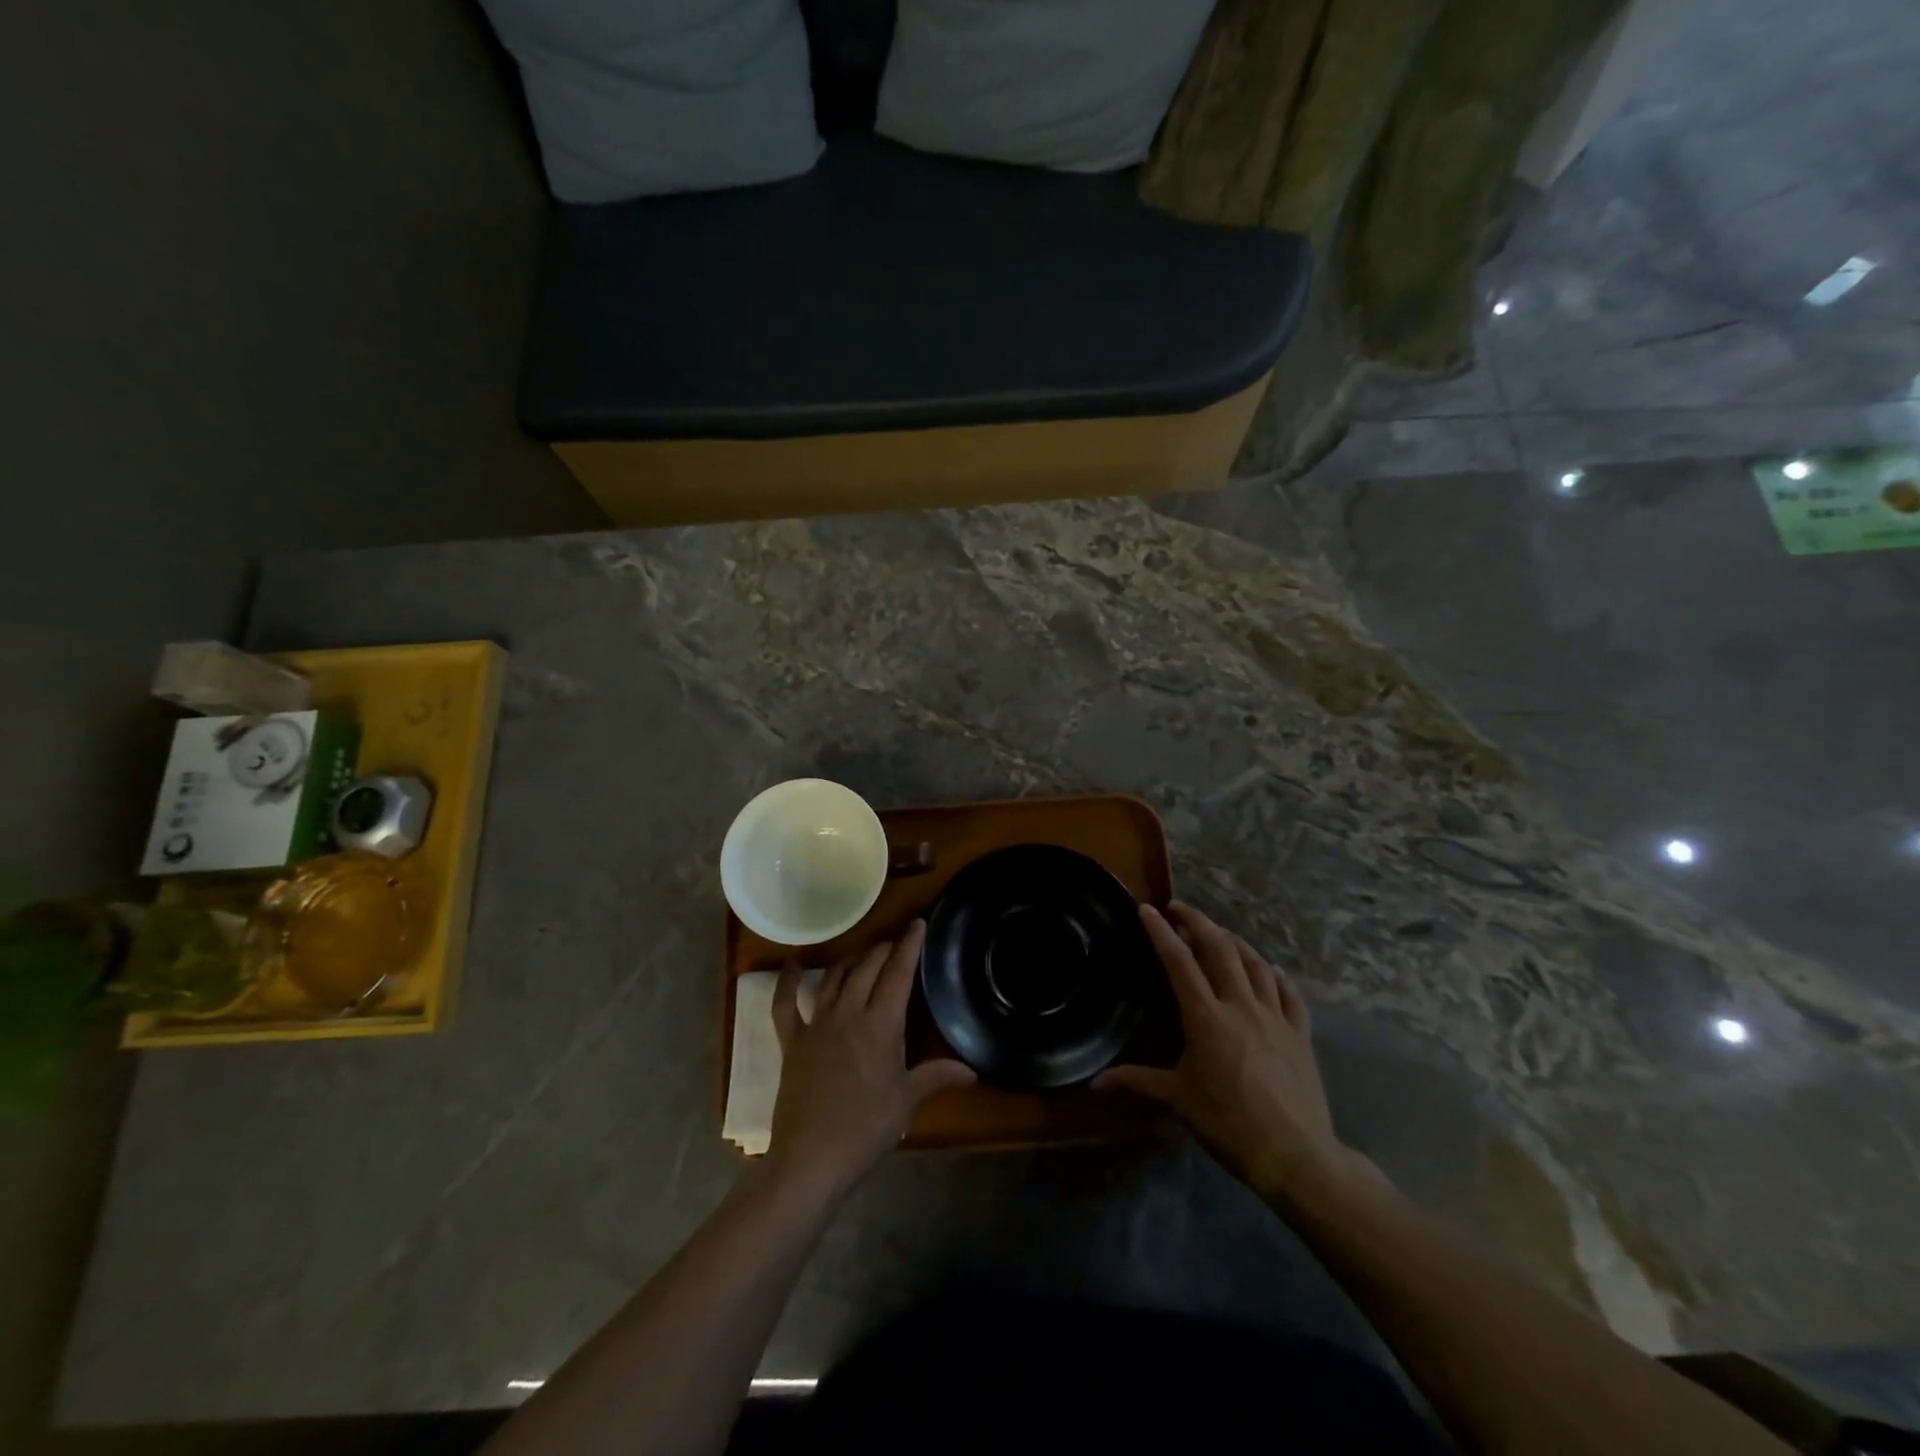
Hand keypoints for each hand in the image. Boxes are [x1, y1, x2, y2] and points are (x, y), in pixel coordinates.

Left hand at [767, 920, 974, 1202]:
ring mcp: (816, 1025)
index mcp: (880, 1025)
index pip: (898, 974)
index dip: (909, 946)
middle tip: (896, 943)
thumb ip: (937, 1077)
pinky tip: (793, 966)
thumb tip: (972, 1071)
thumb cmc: (865, 1130)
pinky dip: (788, 983)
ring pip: (834, 978)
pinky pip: (786, 1005)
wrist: (810, 1160)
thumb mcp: (906, 1102)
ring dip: (850, 961)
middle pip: (866, 968)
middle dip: (883, 949)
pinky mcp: (792, 1042)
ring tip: (862, 955)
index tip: (917, 923)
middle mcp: (847, 1014)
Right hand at [1096, 903, 1353, 1205]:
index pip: (1179, 962)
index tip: (1148, 909)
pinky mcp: (1300, 1033)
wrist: (1296, 1154)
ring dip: (1235, 941)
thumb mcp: (1178, 1101)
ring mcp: (1275, 1016)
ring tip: (1220, 933)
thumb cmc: (1229, 1124)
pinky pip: (1290, 993)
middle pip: (1220, 949)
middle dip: (1198, 922)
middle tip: (1180, 909)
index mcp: (1206, 1017)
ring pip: (1255, 963)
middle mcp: (1240, 1006)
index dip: (1161, 932)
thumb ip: (1137, 1082)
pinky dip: (1277, 976)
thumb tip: (1094, 1083)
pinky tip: (1272, 970)